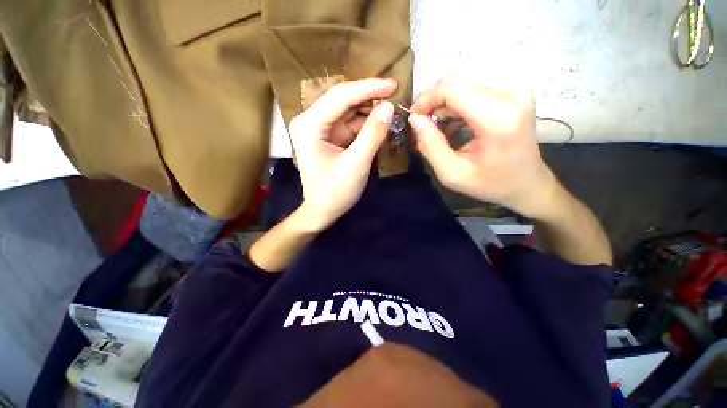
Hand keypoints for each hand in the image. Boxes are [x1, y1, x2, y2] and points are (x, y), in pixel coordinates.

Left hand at [288, 78, 396, 229]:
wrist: (322, 211)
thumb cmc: (335, 192)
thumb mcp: (356, 164)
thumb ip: (372, 135)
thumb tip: (388, 108)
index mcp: (309, 125)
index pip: (341, 96)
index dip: (368, 88)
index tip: (393, 84)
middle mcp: (311, 121)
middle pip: (343, 101)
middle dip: (369, 98)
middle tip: (396, 96)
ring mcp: (320, 129)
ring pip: (348, 111)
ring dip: (369, 111)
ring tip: (391, 111)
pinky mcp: (329, 137)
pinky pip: (349, 124)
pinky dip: (365, 124)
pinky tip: (380, 124)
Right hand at [409, 74, 557, 217]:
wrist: (527, 184)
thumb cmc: (490, 184)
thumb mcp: (452, 174)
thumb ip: (430, 146)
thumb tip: (415, 119)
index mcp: (497, 118)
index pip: (452, 87)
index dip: (427, 98)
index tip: (414, 118)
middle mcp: (509, 96)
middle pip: (457, 85)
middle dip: (434, 105)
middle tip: (425, 130)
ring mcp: (514, 93)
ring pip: (463, 89)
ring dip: (445, 109)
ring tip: (440, 133)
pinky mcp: (512, 95)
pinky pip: (473, 93)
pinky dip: (457, 109)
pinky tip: (455, 128)